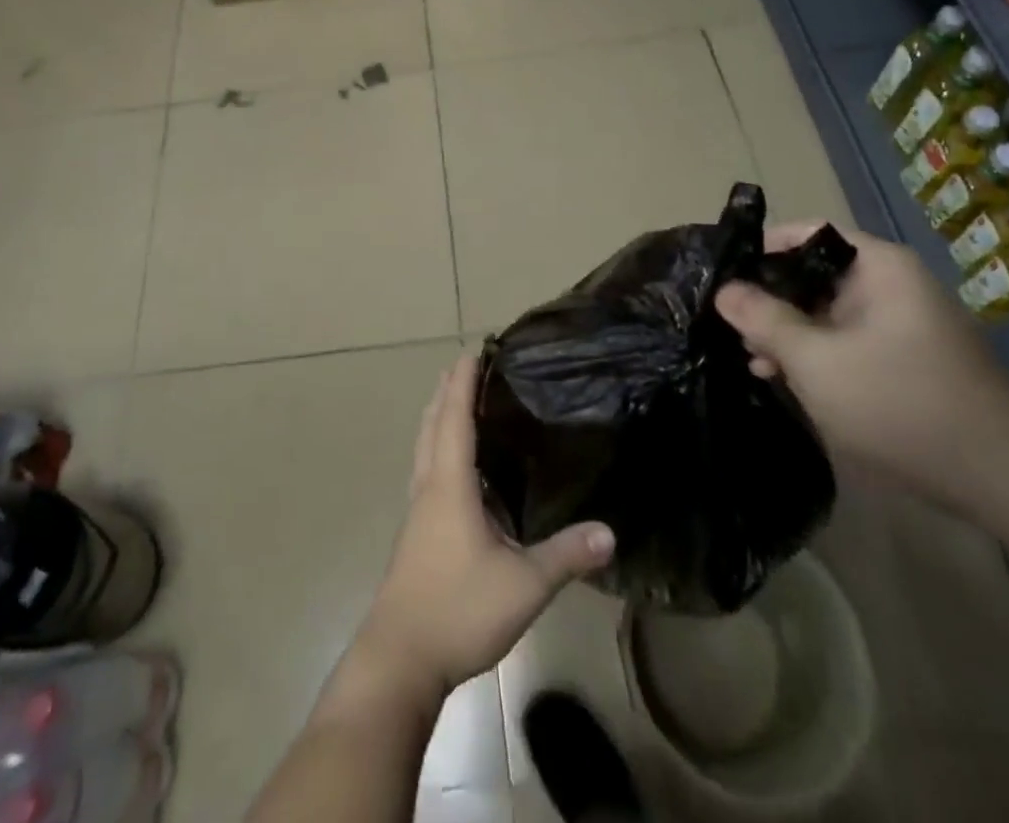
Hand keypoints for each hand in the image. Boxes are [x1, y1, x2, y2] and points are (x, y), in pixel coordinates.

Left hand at [358, 354, 614, 697]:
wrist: (399, 658)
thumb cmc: (458, 609)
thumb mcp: (523, 584)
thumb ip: (566, 556)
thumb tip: (609, 531)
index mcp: (449, 484)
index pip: (455, 417)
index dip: (462, 382)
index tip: (472, 350)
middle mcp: (428, 486)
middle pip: (433, 424)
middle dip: (447, 392)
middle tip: (468, 367)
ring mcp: (418, 511)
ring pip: (425, 448)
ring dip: (440, 419)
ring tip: (460, 404)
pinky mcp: (416, 533)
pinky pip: (427, 472)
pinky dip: (439, 449)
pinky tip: (459, 470)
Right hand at [715, 222, 1008, 508]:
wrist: (999, 481)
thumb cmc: (898, 403)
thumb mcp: (815, 360)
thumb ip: (764, 319)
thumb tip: (723, 290)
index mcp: (880, 268)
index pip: (808, 234)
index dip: (763, 248)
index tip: (723, 273)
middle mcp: (893, 285)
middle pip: (815, 274)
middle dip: (770, 298)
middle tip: (728, 322)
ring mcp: (902, 323)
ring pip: (827, 311)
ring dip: (788, 331)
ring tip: (750, 356)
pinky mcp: (906, 359)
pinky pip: (847, 339)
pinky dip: (815, 352)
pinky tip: (783, 377)